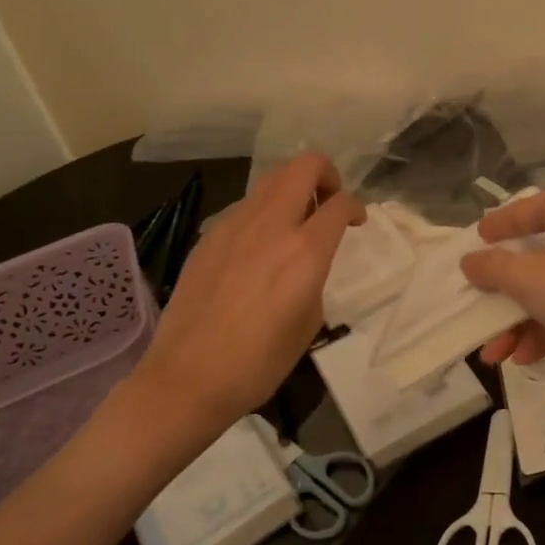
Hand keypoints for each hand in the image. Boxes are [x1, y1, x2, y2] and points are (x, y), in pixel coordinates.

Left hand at [128, 152, 362, 432]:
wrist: (188, 378)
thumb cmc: (259, 362)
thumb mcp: (309, 321)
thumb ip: (315, 276)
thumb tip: (309, 261)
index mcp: (304, 252)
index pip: (339, 203)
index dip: (355, 207)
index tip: (356, 221)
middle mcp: (271, 226)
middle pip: (303, 166)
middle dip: (326, 174)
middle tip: (328, 202)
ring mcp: (234, 226)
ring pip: (271, 181)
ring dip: (292, 190)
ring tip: (295, 223)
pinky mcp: (209, 237)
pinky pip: (245, 207)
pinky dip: (263, 213)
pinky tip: (259, 249)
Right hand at [459, 179, 544, 384]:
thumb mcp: (528, 278)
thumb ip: (493, 268)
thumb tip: (470, 261)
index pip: (522, 210)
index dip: (496, 227)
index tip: (473, 239)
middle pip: (535, 255)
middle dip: (503, 292)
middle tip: (475, 310)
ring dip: (521, 320)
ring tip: (494, 354)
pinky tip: (525, 358)